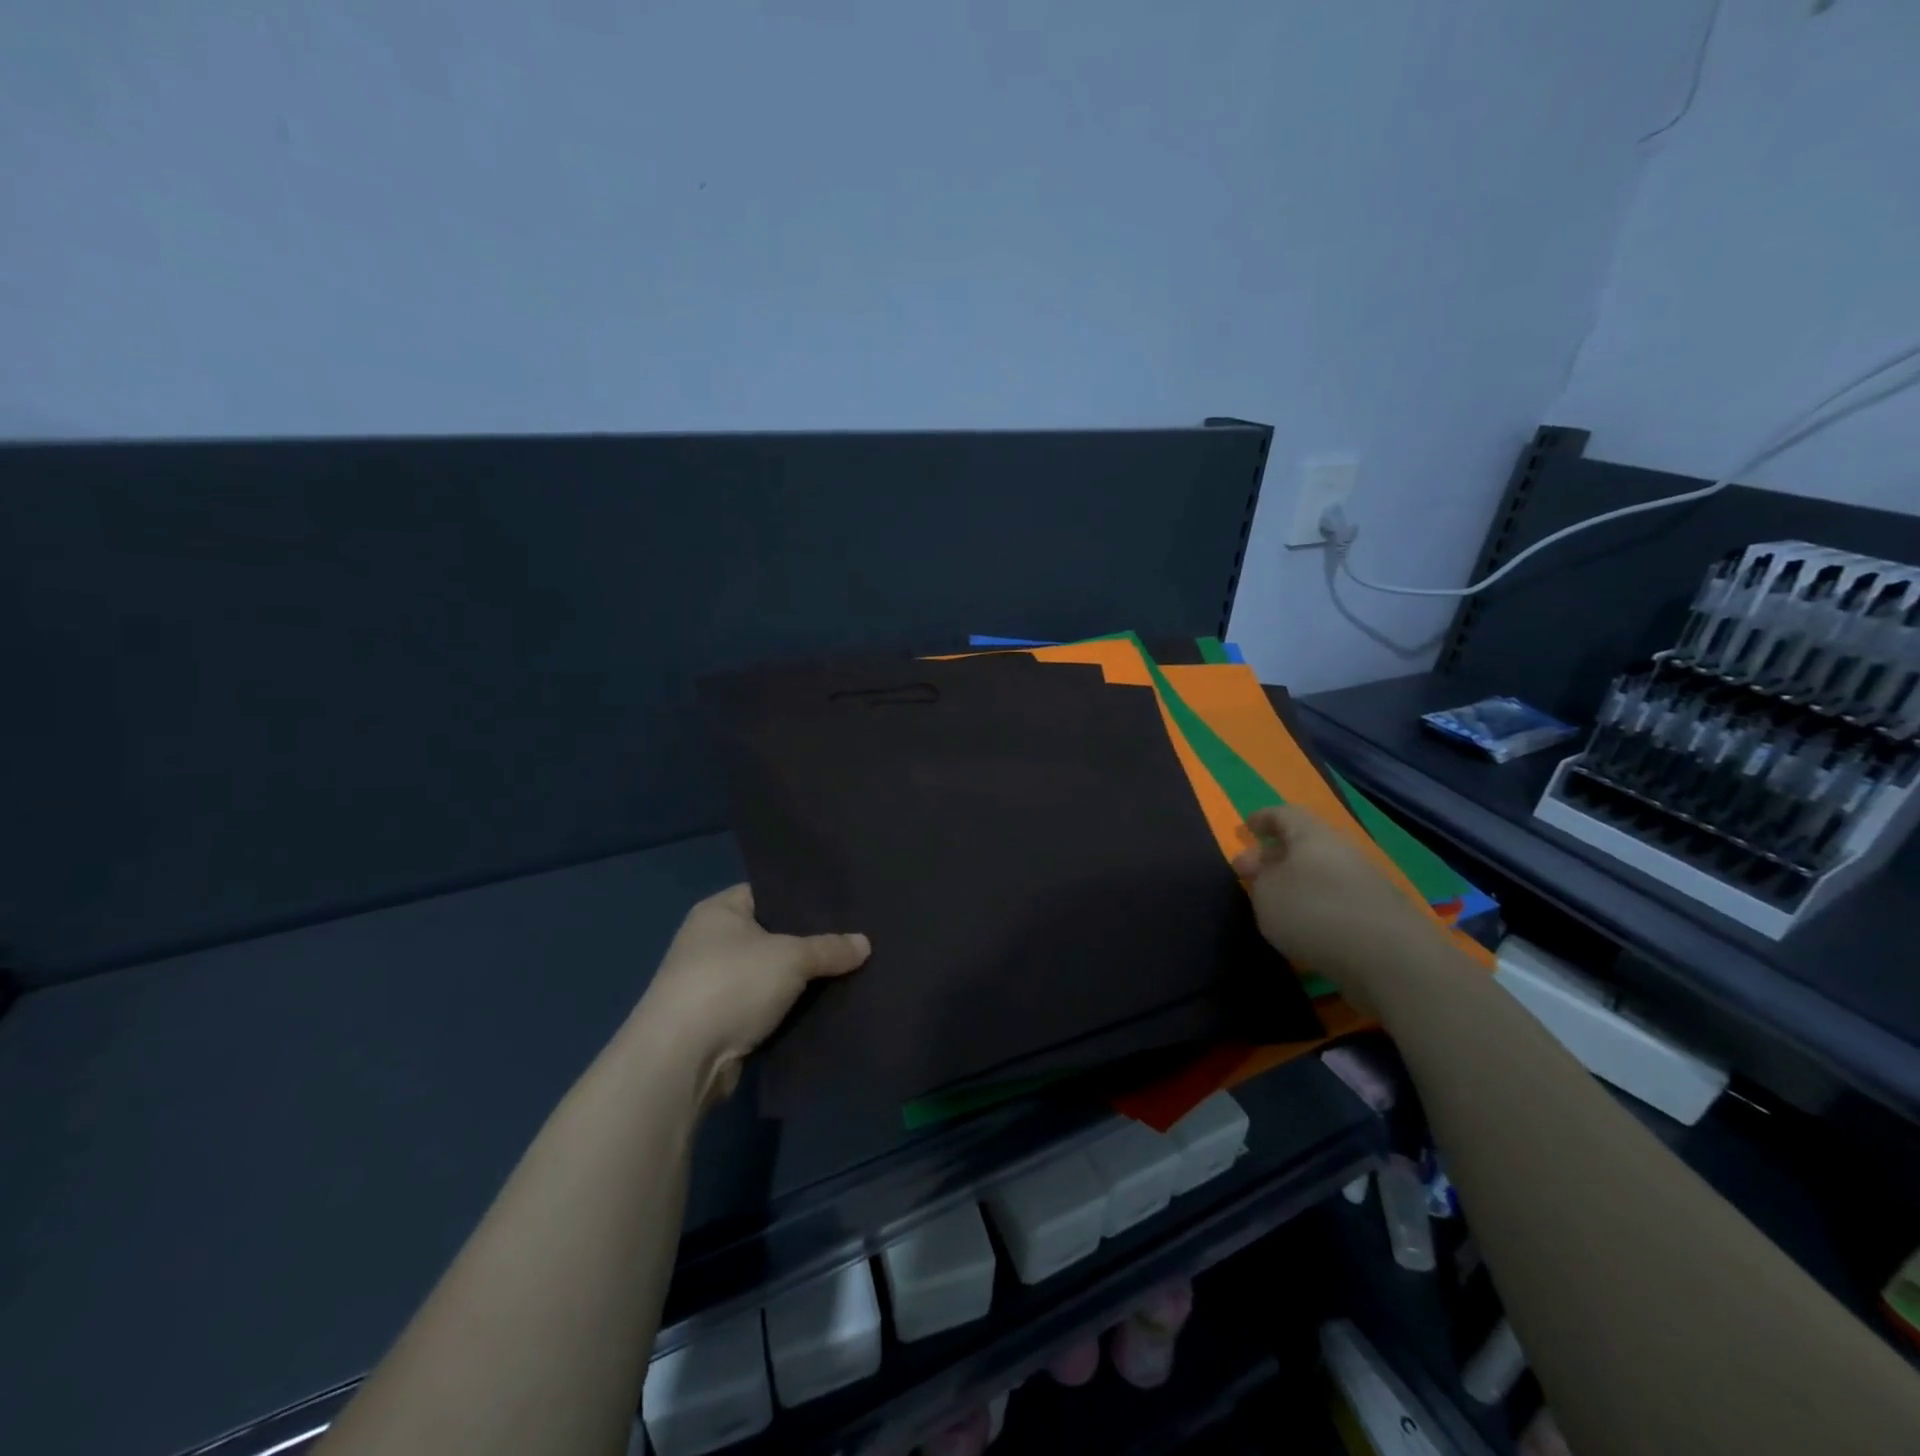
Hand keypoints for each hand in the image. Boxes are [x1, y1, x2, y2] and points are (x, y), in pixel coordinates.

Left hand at [636, 884, 869, 1106]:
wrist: (681, 1059)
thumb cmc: (731, 984)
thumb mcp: (791, 958)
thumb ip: (829, 948)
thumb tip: (865, 944)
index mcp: (719, 911)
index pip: (768, 892)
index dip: (803, 898)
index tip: (841, 906)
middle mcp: (709, 942)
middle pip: (771, 935)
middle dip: (807, 942)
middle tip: (852, 940)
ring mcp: (710, 984)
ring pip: (768, 975)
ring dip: (797, 981)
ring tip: (846, 973)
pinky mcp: (716, 1022)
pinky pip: (762, 1007)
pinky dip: (785, 1010)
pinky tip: (821, 1008)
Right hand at [1230, 804, 1437, 1004]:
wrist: (1390, 958)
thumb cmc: (1314, 911)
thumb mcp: (1267, 893)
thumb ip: (1260, 879)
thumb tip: (1266, 872)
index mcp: (1312, 835)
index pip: (1284, 814)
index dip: (1263, 819)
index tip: (1246, 828)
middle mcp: (1341, 850)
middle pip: (1304, 844)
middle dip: (1276, 855)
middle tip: (1251, 872)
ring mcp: (1365, 882)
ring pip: (1322, 872)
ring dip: (1297, 882)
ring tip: (1275, 903)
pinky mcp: (1378, 913)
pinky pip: (1337, 898)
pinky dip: (1317, 904)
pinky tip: (1305, 925)